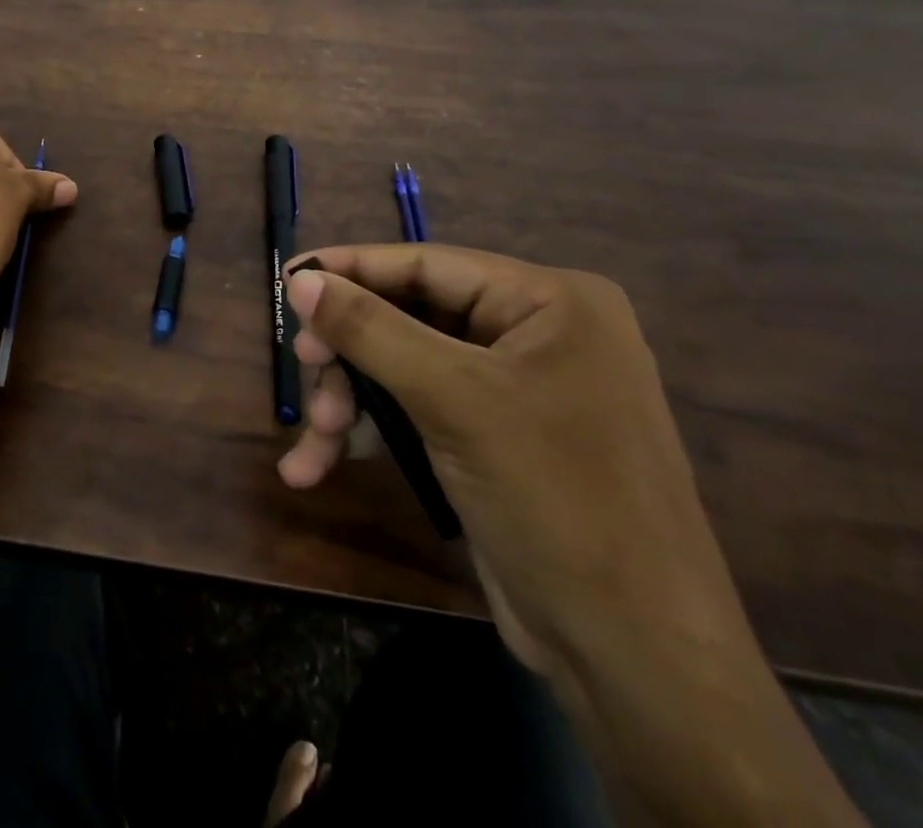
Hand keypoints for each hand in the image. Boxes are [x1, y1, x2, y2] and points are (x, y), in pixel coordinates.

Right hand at [277, 246, 754, 700]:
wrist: (635, 658)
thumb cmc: (554, 498)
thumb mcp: (452, 400)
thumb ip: (370, 330)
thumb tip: (299, 280)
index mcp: (549, 302)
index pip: (427, 264)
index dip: (351, 269)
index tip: (287, 279)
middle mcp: (536, 333)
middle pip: (409, 317)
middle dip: (350, 353)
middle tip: (304, 369)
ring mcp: (516, 388)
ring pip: (404, 367)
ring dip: (351, 401)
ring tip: (314, 439)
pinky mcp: (495, 437)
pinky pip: (418, 410)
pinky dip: (371, 433)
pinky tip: (318, 466)